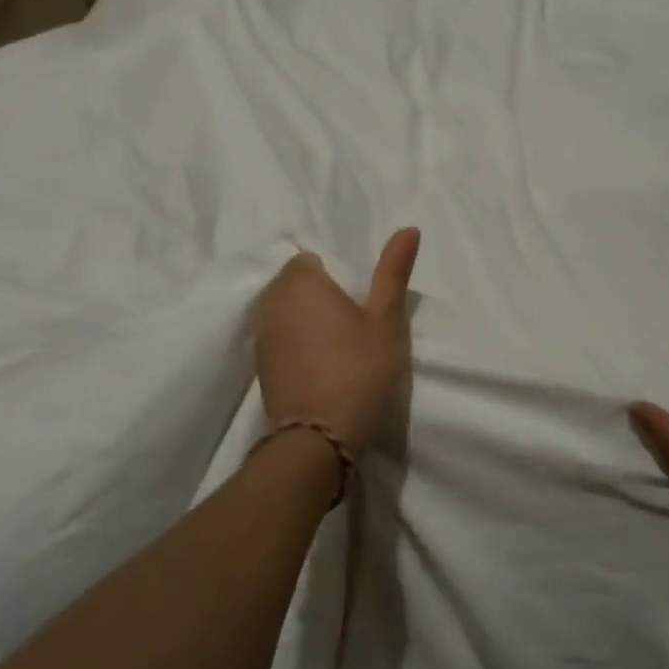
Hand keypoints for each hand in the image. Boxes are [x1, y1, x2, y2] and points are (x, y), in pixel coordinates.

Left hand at [254, 229, 419, 458]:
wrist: (319, 440)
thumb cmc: (359, 370)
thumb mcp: (387, 320)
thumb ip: (393, 271)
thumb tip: (408, 228)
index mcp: (301, 282)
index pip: (311, 260)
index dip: (335, 277)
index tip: (357, 303)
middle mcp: (272, 302)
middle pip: (294, 285)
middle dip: (318, 296)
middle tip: (352, 325)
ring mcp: (261, 336)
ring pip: (285, 313)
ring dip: (305, 321)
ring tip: (336, 347)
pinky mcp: (259, 367)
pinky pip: (278, 340)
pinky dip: (295, 345)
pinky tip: (318, 367)